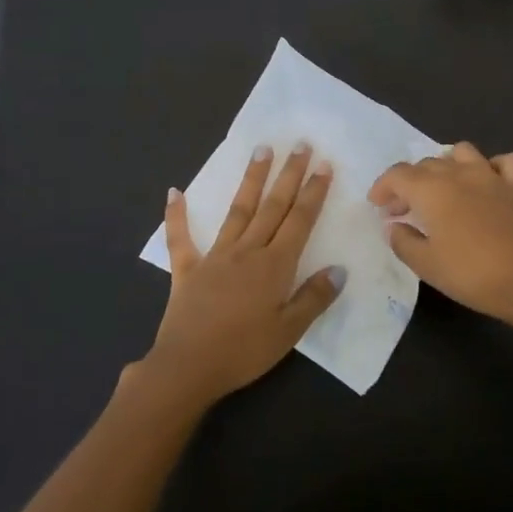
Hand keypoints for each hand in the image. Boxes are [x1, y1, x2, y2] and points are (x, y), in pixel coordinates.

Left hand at [141, 143, 344, 407]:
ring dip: (251, 180)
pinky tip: (174, 191)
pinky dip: (176, 215)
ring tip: (261, 150)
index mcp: (274, 265)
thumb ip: (314, 298)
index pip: (300, 220)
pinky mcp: (187, 269)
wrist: (188, 367)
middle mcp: (247, 251)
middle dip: (289, 174)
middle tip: (300, 144)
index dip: (313, 192)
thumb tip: (339, 269)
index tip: (323, 165)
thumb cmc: (244, 352)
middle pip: (272, 206)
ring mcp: (215, 256)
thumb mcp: (289, 332)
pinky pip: (180, 238)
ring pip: (238, 210)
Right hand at [368, 143, 512, 325]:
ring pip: (462, 152)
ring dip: (446, 165)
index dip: (382, 187)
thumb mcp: (426, 265)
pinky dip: (492, 167)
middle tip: (403, 210)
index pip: (398, 175)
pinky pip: (504, 162)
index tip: (377, 207)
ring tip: (441, 189)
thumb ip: (403, 241)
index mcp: (432, 190)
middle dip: (409, 183)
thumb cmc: (471, 275)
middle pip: (426, 164)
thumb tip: (394, 225)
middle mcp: (459, 174)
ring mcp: (491, 176)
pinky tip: (486, 183)